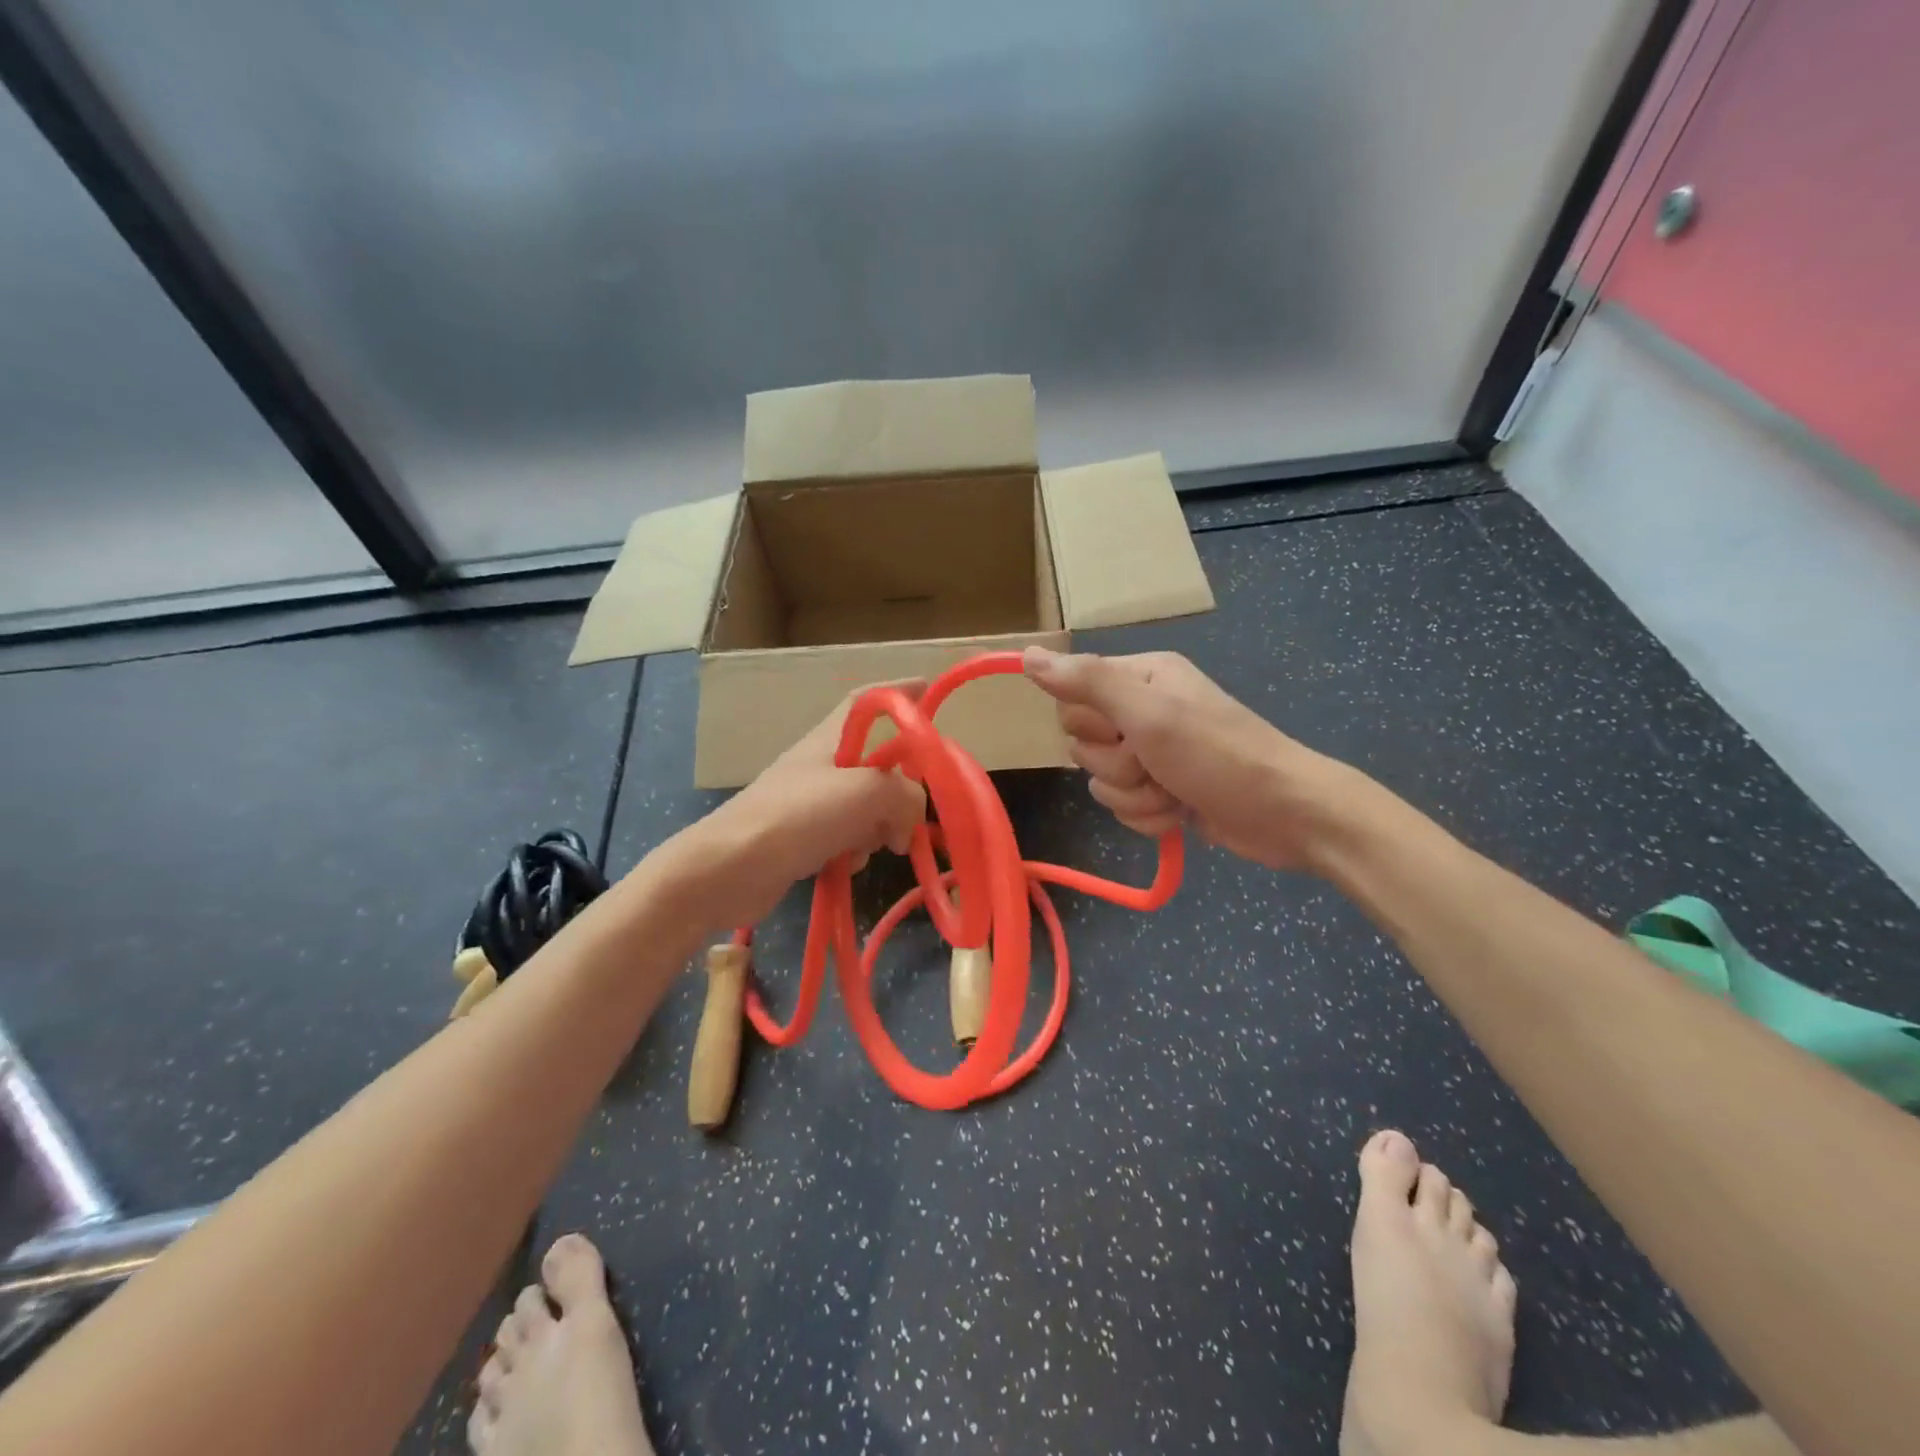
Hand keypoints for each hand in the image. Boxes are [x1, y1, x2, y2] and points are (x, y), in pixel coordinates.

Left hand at [679, 682, 927, 926]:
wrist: (730, 869)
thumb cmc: (798, 816)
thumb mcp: (866, 793)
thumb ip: (905, 794)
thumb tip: (910, 817)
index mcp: (832, 739)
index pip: (868, 702)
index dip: (899, 692)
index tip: (928, 689)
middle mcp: (823, 764)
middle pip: (880, 765)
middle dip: (899, 792)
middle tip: (907, 820)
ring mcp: (813, 802)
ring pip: (869, 807)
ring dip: (878, 829)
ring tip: (866, 846)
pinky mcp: (807, 838)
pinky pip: (850, 837)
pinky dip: (855, 850)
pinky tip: (844, 865)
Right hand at [1023, 647, 1361, 872]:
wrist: (1286, 815)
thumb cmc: (1218, 756)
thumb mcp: (1150, 714)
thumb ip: (1088, 682)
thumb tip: (1027, 654)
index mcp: (1140, 678)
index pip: (1071, 700)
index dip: (1091, 726)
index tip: (1125, 732)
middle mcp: (1142, 710)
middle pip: (1084, 744)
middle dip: (1117, 766)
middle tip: (1155, 764)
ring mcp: (1153, 753)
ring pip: (1102, 781)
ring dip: (1135, 796)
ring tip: (1174, 793)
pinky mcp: (1162, 790)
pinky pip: (1124, 806)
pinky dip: (1149, 816)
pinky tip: (1180, 813)